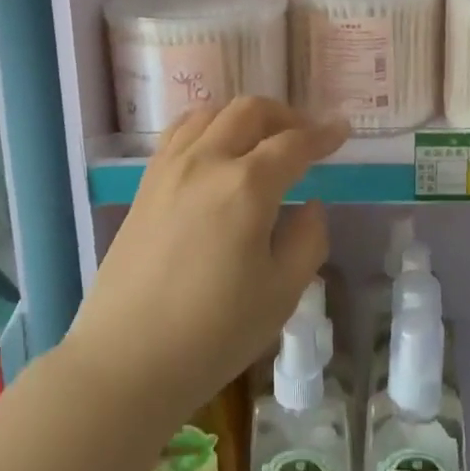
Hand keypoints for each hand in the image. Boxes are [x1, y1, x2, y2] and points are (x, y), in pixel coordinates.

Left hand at [66, 97, 348, 419]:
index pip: (294, 143)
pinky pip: (180, 131)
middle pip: (250, 111)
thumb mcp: (281, 294)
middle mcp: (207, 161)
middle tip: (304, 136)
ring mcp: (170, 167)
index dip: (323, 134)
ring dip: (244, 116)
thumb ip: (307, 240)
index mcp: (247, 186)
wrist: (127, 358)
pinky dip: (207, 125)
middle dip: (285, 115)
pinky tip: (215, 148)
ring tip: (261, 139)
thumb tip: (309, 204)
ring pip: (211, 113)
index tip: (342, 130)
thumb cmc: (214, 333)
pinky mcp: (146, 182)